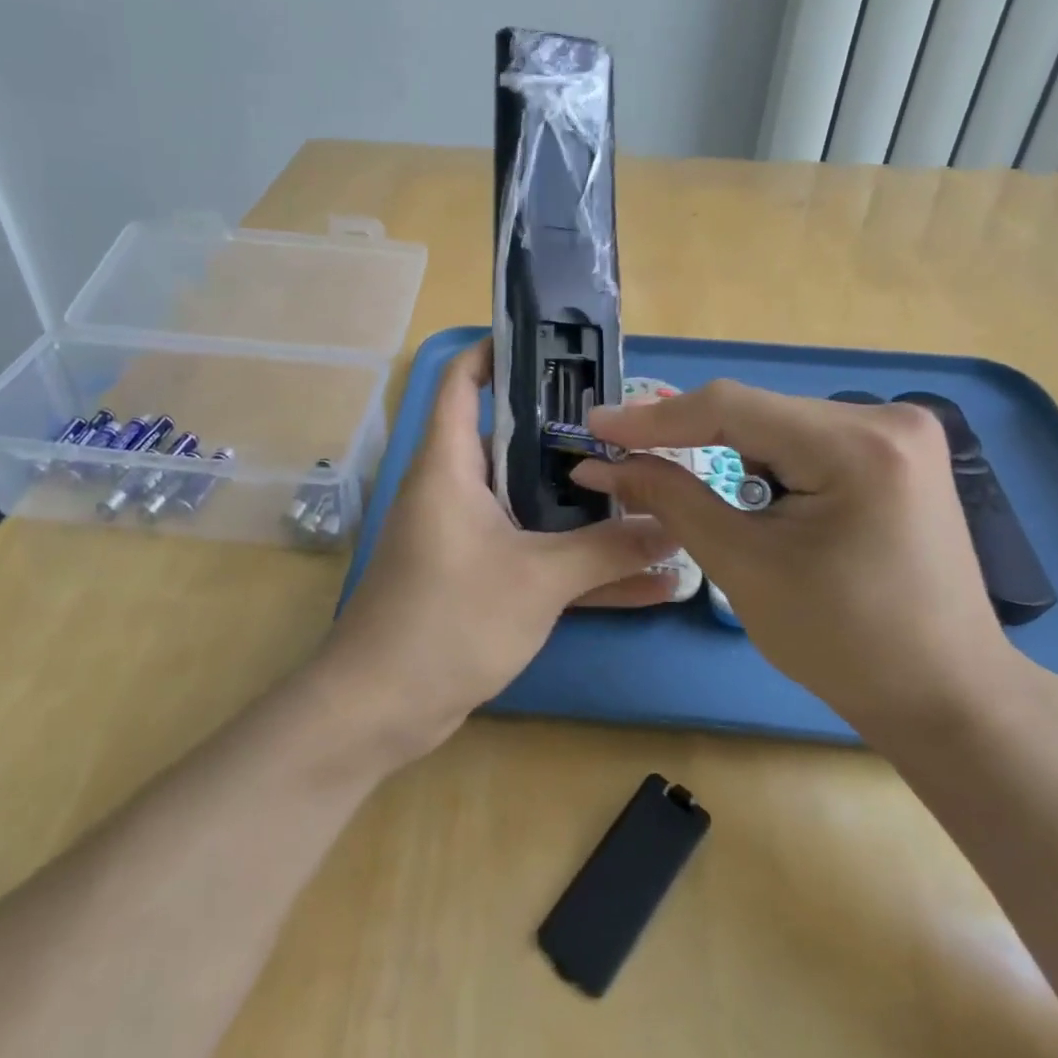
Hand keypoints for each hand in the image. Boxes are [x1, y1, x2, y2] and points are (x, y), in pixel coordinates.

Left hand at [318, 341, 677, 763]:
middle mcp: (456, 489)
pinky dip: (582, 563)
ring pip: (535, 504)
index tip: (560, 346)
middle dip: (575, 436)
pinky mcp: (480, 579)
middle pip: (515, 441)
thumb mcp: (537, 581)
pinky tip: (648, 580)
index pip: (464, 380)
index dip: (501, 350)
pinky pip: (538, 555)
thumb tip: (677, 530)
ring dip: (589, 507)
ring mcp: (469, 536)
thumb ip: (608, 551)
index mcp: (450, 464)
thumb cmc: (448, 621)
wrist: (381, 710)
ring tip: (658, 494)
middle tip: (640, 430)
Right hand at [570, 381, 1019, 738]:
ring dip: (728, 450)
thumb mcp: (743, 567)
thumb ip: (671, 499)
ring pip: (778, 423)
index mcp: (858, 446)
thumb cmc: (843, 644)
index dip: (654, 417)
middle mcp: (887, 418)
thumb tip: (603, 465)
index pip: (732, 407)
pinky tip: (754, 494)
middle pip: (756, 413)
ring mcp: (900, 431)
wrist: (946, 696)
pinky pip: (808, 439)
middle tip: (623, 456)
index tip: (595, 427)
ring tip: (686, 482)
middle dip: (689, 436)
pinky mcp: (899, 451)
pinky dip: (767, 460)